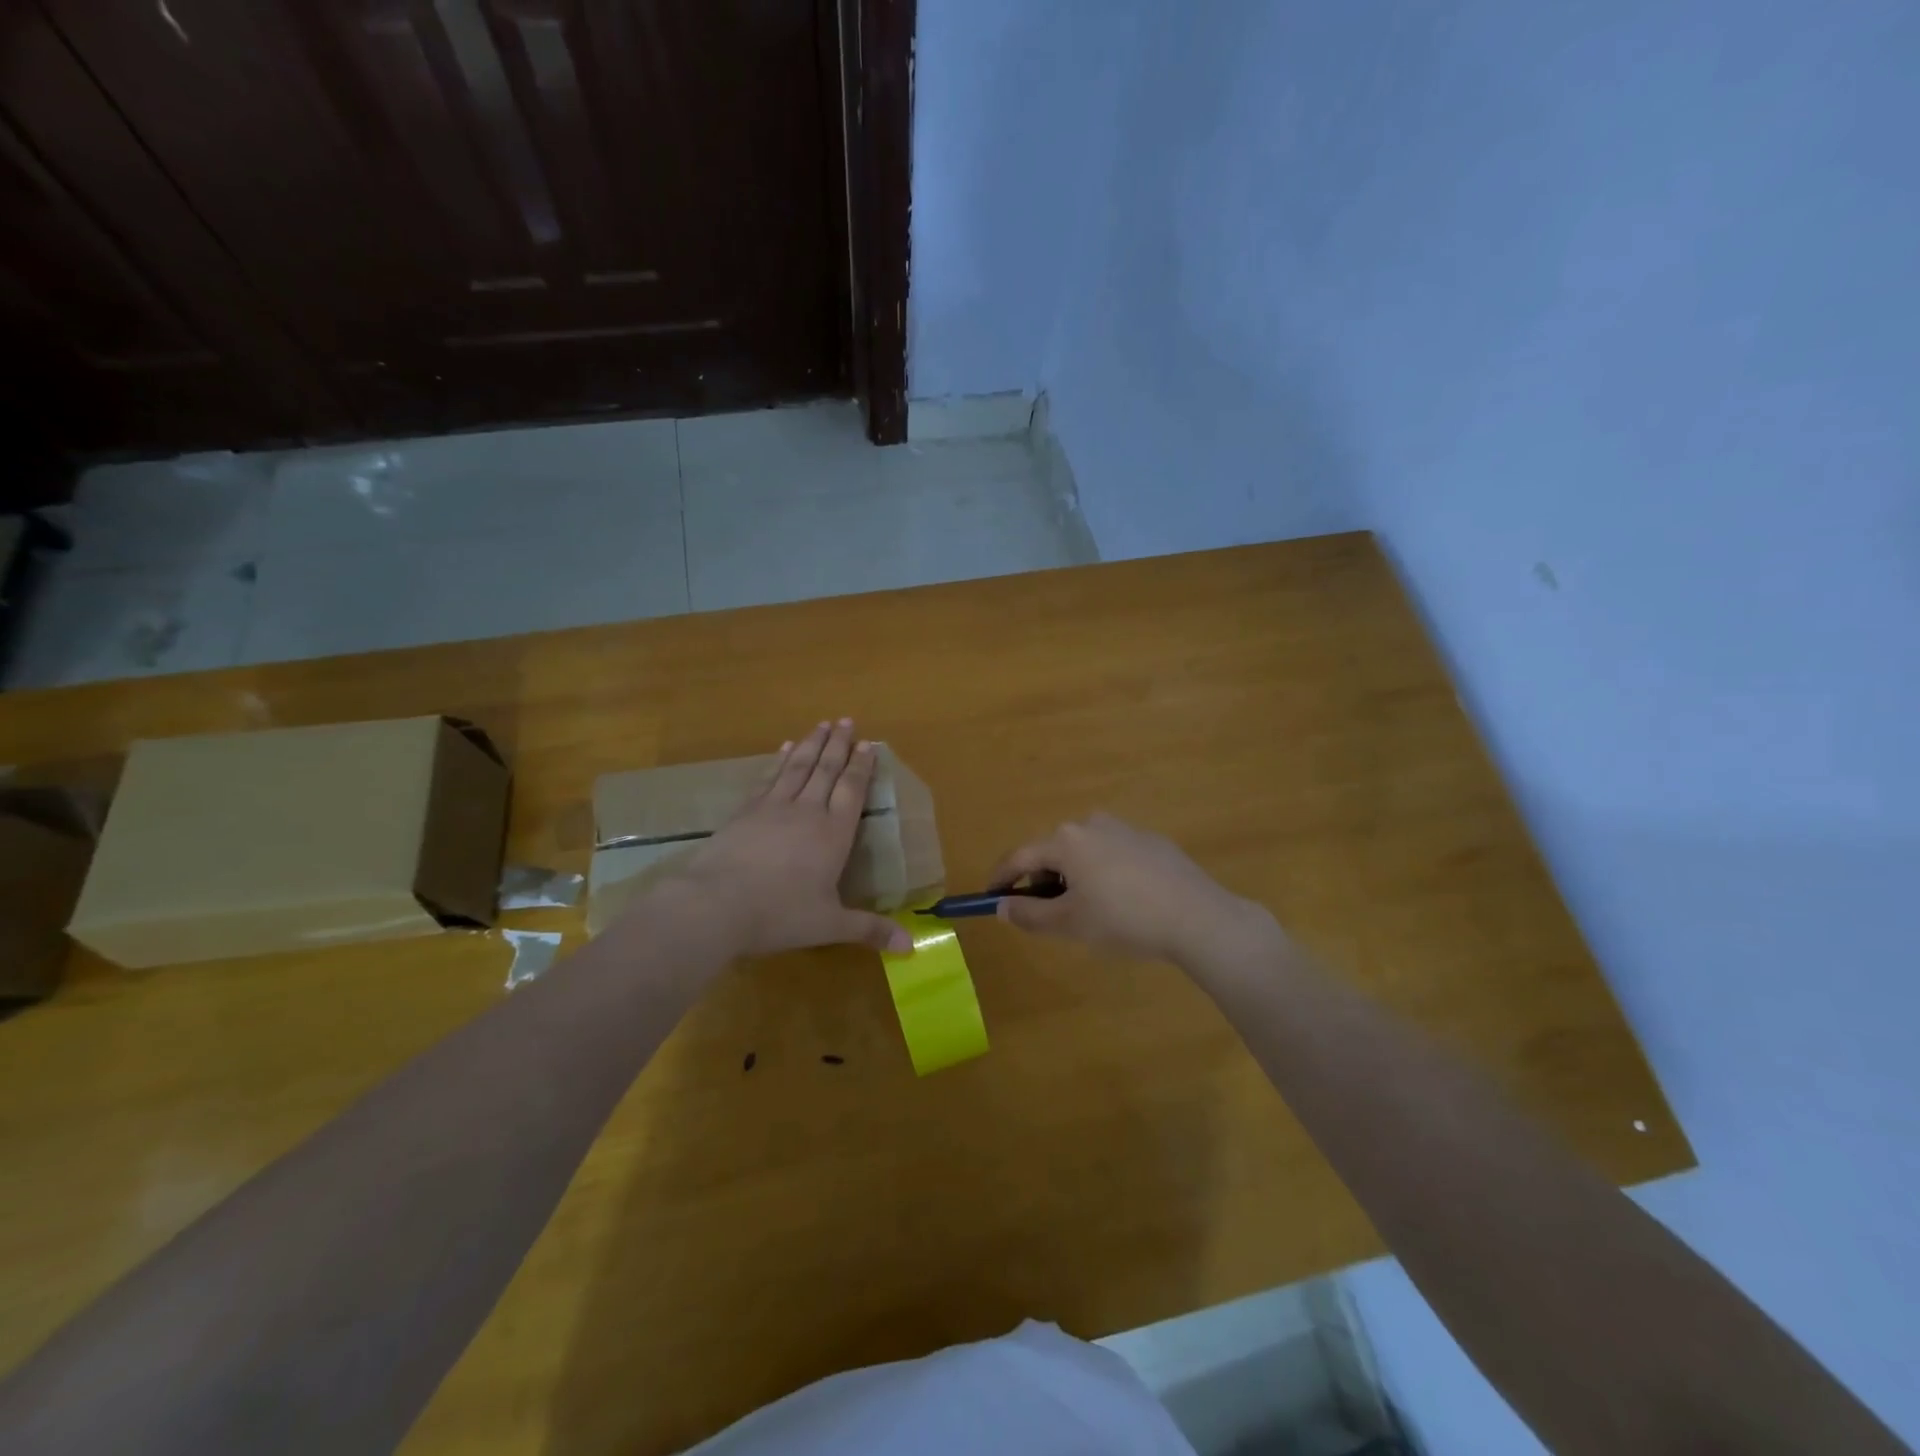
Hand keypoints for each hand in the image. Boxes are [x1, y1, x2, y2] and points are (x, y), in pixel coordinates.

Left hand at [668, 720, 912, 956]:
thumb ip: (869, 930)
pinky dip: (779, 760)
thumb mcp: (829, 925)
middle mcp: (807, 811)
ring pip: (798, 766)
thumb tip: (910, 947)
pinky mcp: (745, 811)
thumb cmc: (780, 914)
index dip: (861, 766)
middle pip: (826, 770)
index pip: (852, 790)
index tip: (868, 744)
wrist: (716, 904)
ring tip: (821, 724)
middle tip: (846, 720)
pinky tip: (783, 748)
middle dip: (838, 744)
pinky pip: (769, 777)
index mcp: (833, 834)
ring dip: (812, 744)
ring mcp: (773, 807)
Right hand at [988, 812, 1264, 964]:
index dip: (1001, 878)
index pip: (1020, 857)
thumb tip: (1001, 906)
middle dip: (1041, 880)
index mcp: (1066, 840)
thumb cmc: (1123, 919)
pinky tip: (1121, 902)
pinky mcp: (1152, 841)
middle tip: (1042, 912)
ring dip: (1074, 876)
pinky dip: (1104, 874)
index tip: (990, 897)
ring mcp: (1125, 829)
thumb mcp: (1070, 924)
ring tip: (1085, 910)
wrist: (1197, 917)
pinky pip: (1114, 855)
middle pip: (1053, 852)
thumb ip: (1029, 914)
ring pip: (1084, 852)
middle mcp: (1091, 824)